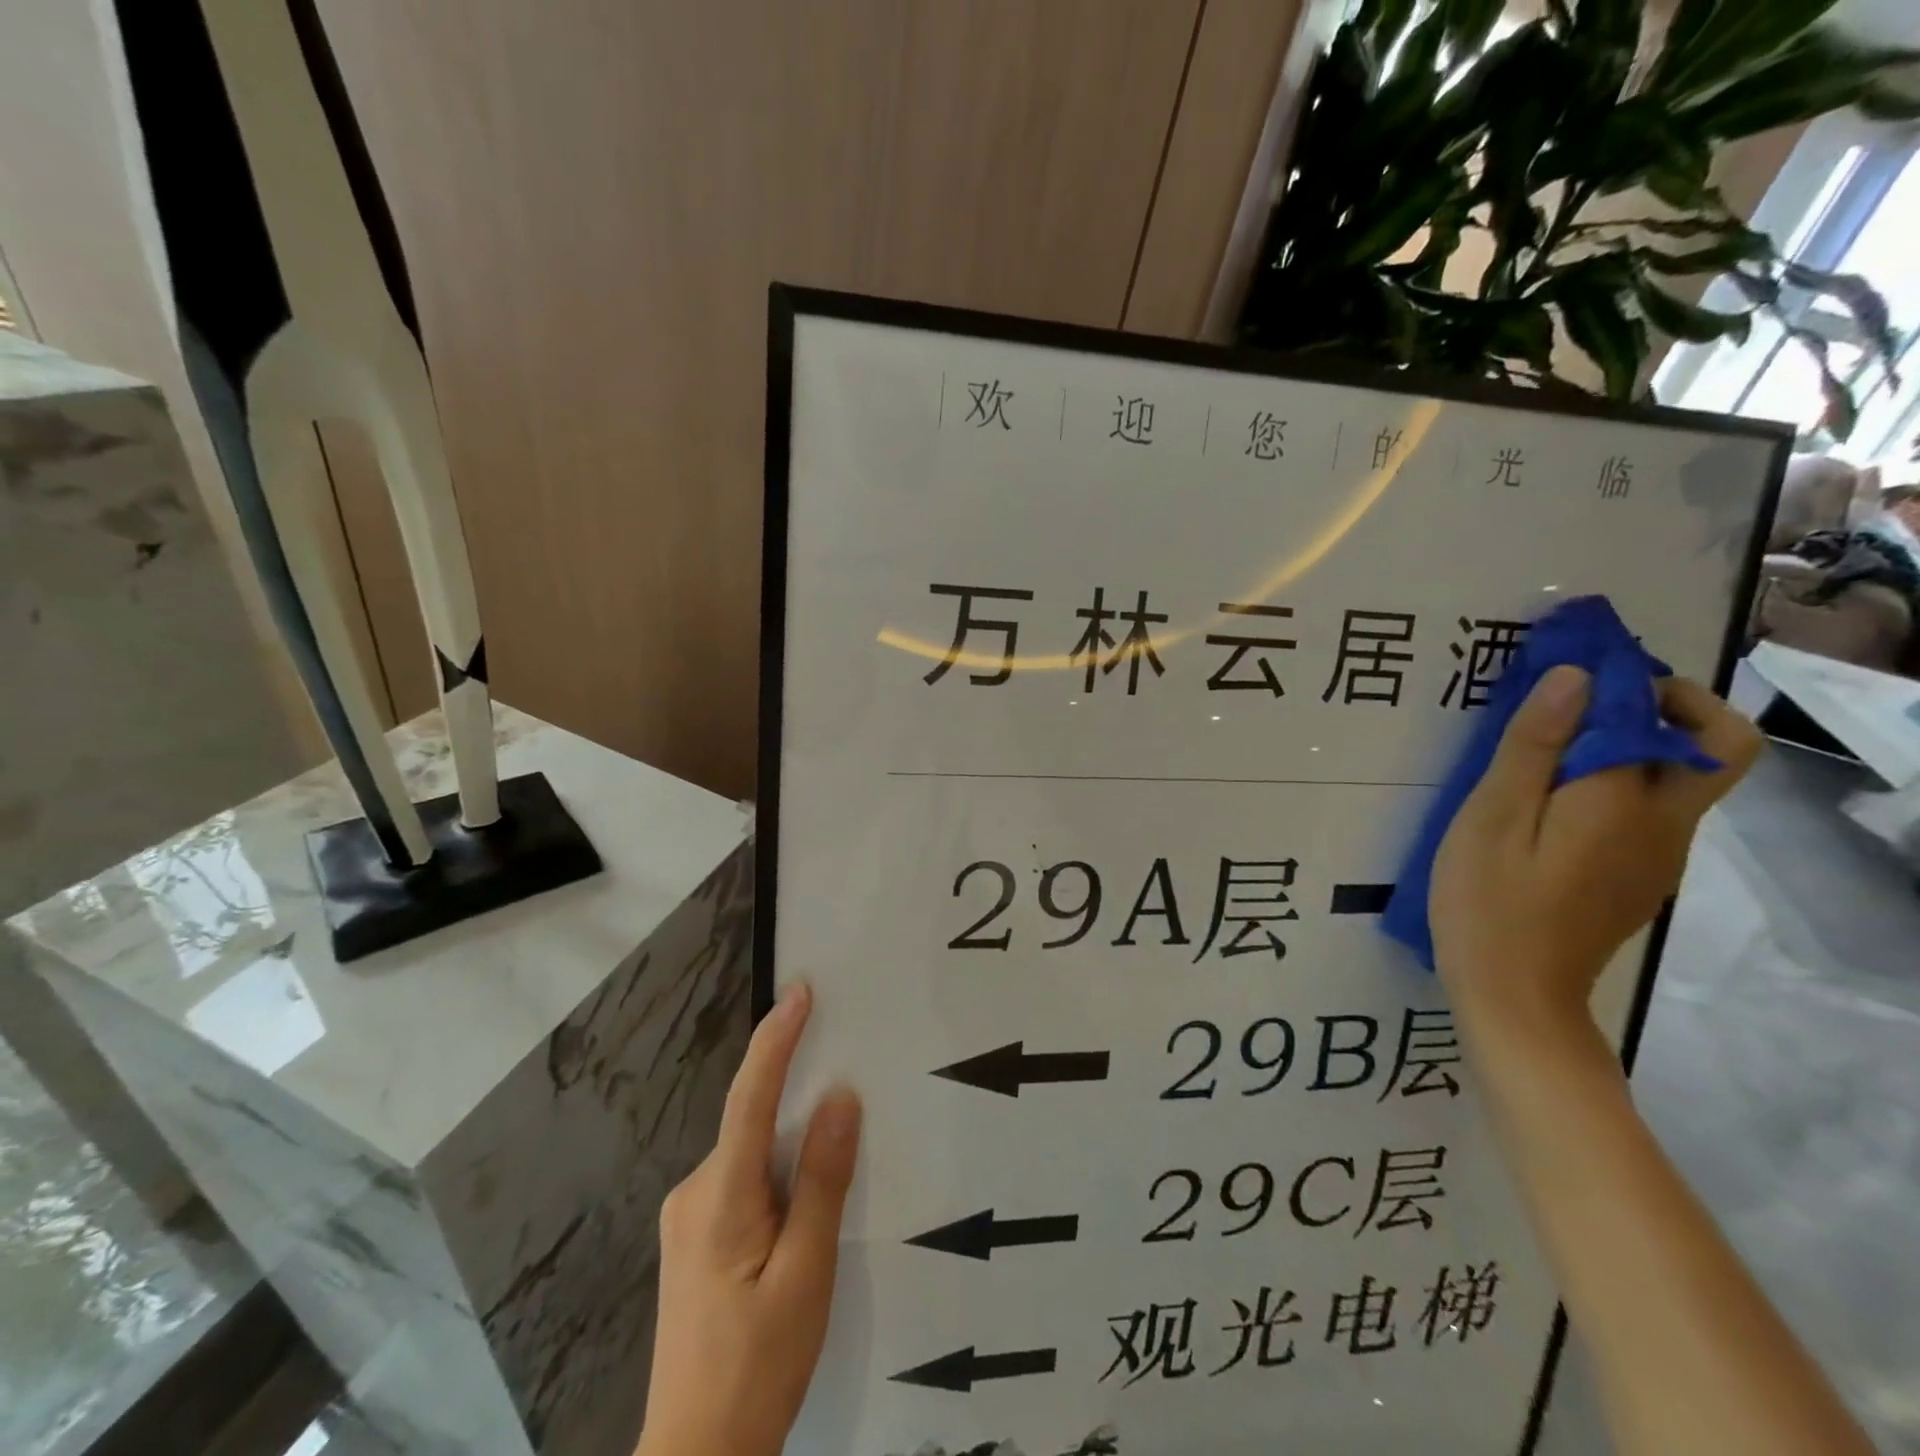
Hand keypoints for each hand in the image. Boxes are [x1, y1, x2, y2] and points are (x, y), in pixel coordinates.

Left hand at [637, 984, 860, 1455]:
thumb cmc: (758, 1368)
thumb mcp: (807, 1275)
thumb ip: (822, 1182)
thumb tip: (839, 1098)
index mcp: (720, 1198)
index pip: (750, 1097)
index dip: (776, 1039)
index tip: (802, 991)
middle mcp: (695, 1192)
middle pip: (751, 1121)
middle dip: (796, 1093)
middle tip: (847, 1076)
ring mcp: (689, 1217)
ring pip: (750, 1152)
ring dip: (790, 1142)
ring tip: (836, 1156)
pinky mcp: (695, 1238)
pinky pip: (743, 1178)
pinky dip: (777, 1171)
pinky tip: (803, 1205)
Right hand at [1430, 665, 1760, 1038]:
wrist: (1514, 995)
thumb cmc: (1488, 901)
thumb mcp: (1492, 818)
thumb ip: (1533, 747)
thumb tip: (1576, 677)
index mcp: (1626, 803)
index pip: (1652, 713)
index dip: (1620, 675)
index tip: (1571, 661)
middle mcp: (1667, 824)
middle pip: (1715, 744)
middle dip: (1666, 702)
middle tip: (1589, 699)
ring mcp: (1661, 855)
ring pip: (1681, 776)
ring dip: (1635, 742)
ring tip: (1548, 746)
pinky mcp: (1642, 876)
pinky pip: (1652, 810)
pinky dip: (1620, 782)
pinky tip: (1552, 801)